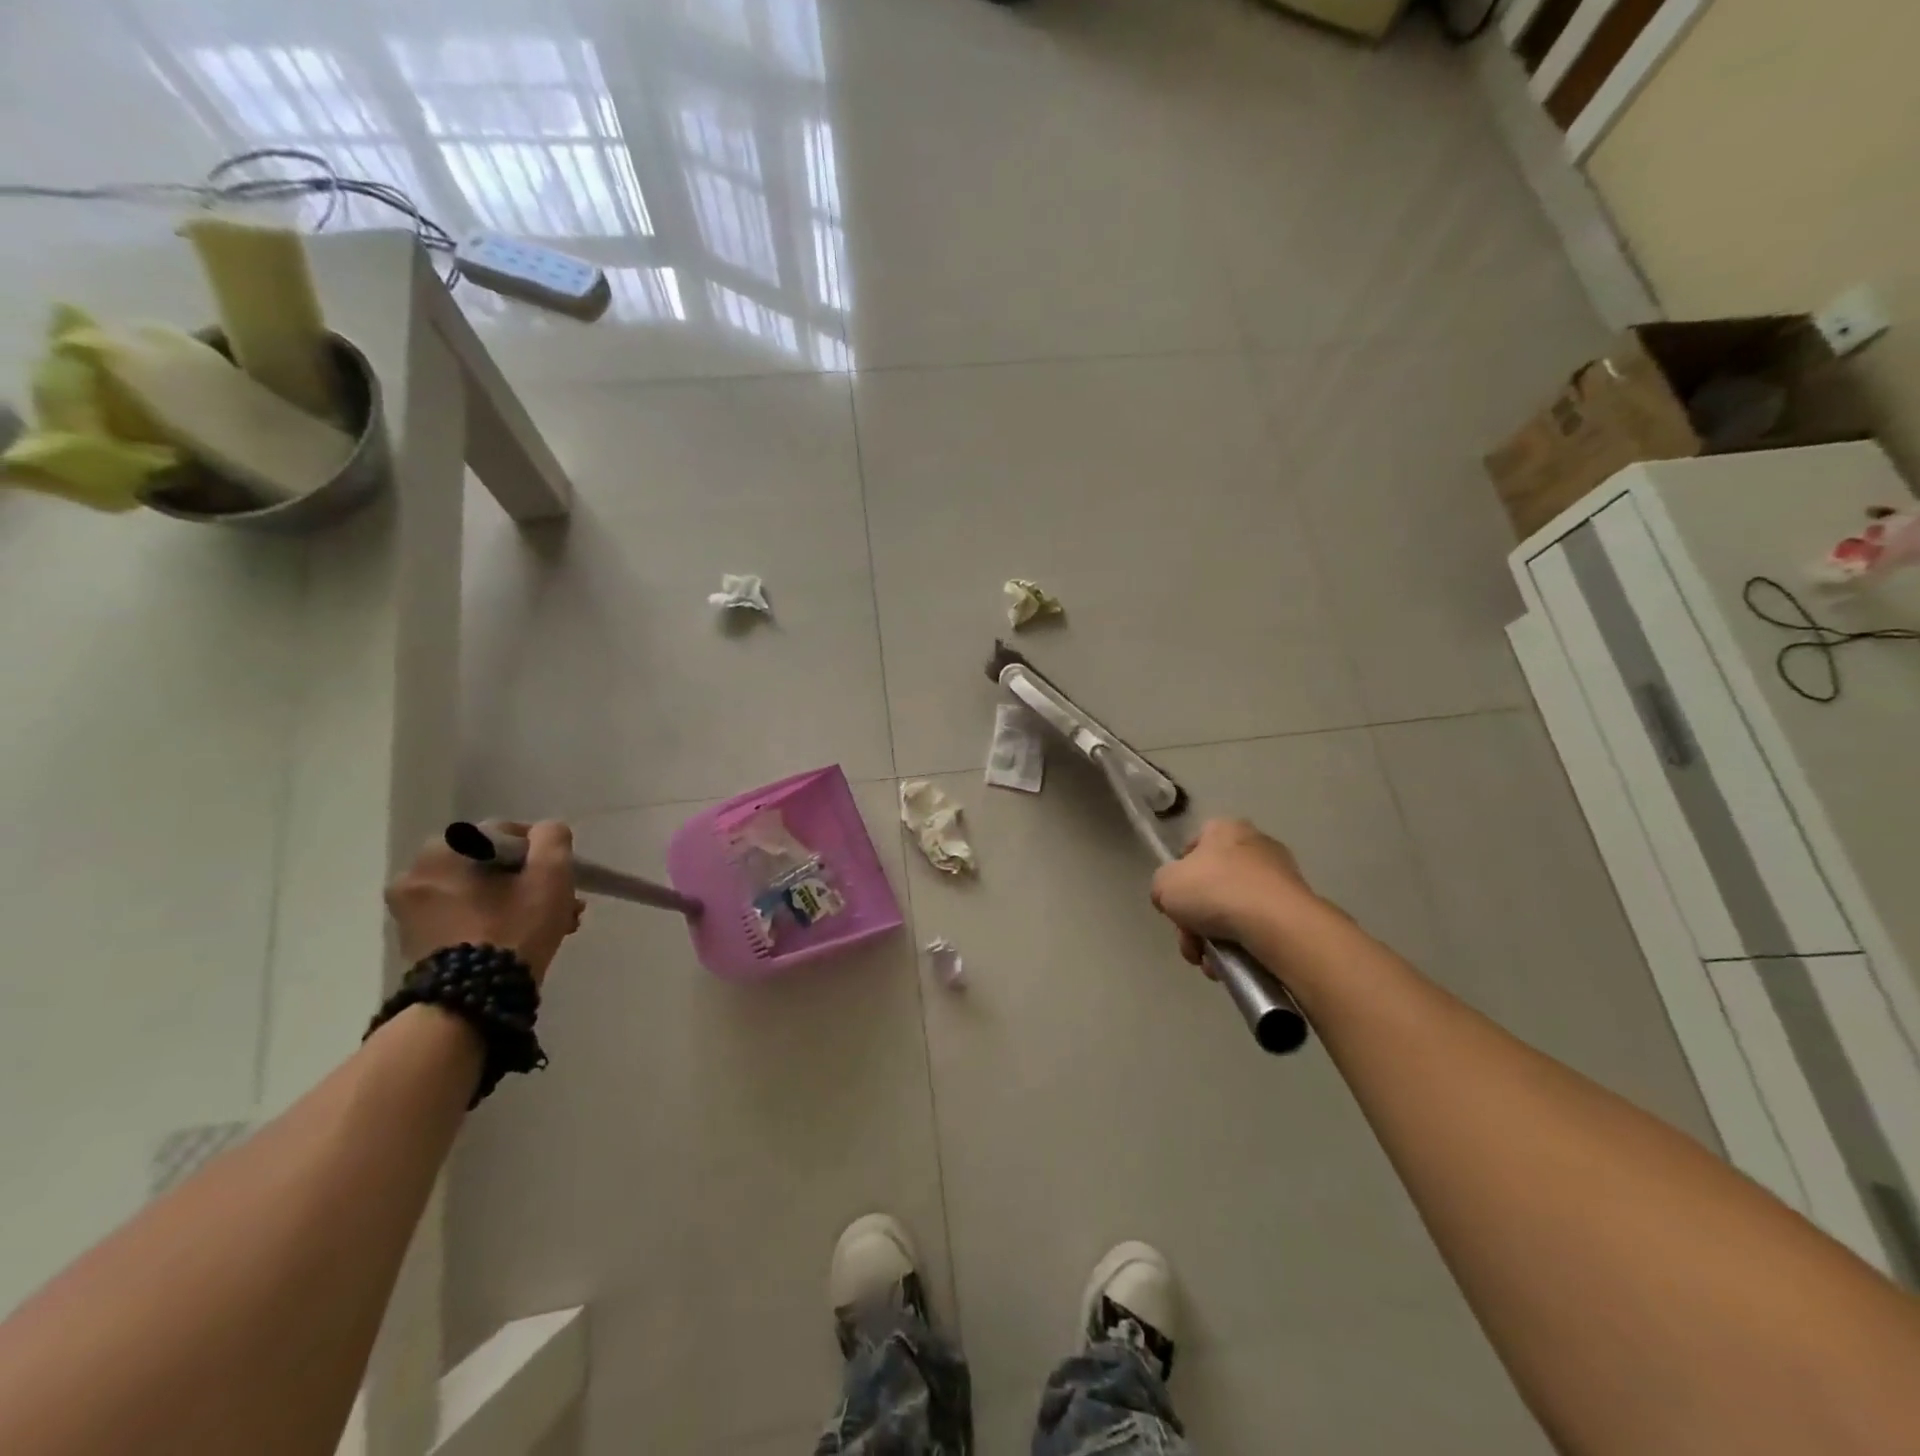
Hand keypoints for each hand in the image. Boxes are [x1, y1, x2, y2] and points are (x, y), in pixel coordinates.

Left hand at [386, 821, 584, 983]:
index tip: (561, 878)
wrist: (470, 1002)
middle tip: (561, 903)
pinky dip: (493, 921)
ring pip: (480, 892)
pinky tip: (522, 939)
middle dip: (529, 882)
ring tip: (552, 926)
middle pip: (492, 867)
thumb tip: (545, 832)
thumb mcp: (550, 875)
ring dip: (516, 902)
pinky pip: (464, 917)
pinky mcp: (415, 942)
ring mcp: (410, 912)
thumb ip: (552, 839)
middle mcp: (416, 874)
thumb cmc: (512, 929)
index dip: (540, 853)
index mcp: (443, 851)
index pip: (505, 835)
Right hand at [1150, 818, 1316, 968]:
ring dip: (1215, 939)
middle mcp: (1256, 846)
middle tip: (1190, 941)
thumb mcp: (1164, 884)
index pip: (1195, 846)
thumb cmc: (1215, 891)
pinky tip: (1233, 965)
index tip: (1176, 901)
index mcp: (1225, 830)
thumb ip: (1162, 888)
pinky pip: (1258, 929)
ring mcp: (1281, 879)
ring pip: (1234, 912)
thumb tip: (1173, 900)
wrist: (1276, 924)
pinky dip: (1242, 947)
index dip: (1180, 874)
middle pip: (1213, 885)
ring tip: (1211, 962)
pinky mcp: (1297, 910)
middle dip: (1196, 919)